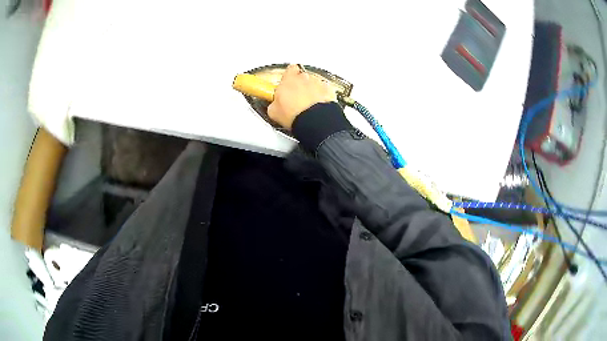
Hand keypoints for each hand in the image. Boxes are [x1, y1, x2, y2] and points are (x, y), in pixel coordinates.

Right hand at [268, 64, 337, 129]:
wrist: (314, 121)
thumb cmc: (294, 114)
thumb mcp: (273, 111)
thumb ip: (274, 102)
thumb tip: (274, 106)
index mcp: (289, 79)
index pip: (289, 69)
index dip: (289, 76)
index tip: (287, 83)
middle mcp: (304, 77)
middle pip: (302, 77)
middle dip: (300, 85)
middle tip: (297, 99)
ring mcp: (318, 83)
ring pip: (314, 84)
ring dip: (312, 91)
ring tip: (308, 106)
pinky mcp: (329, 90)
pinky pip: (325, 91)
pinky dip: (323, 97)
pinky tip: (318, 106)